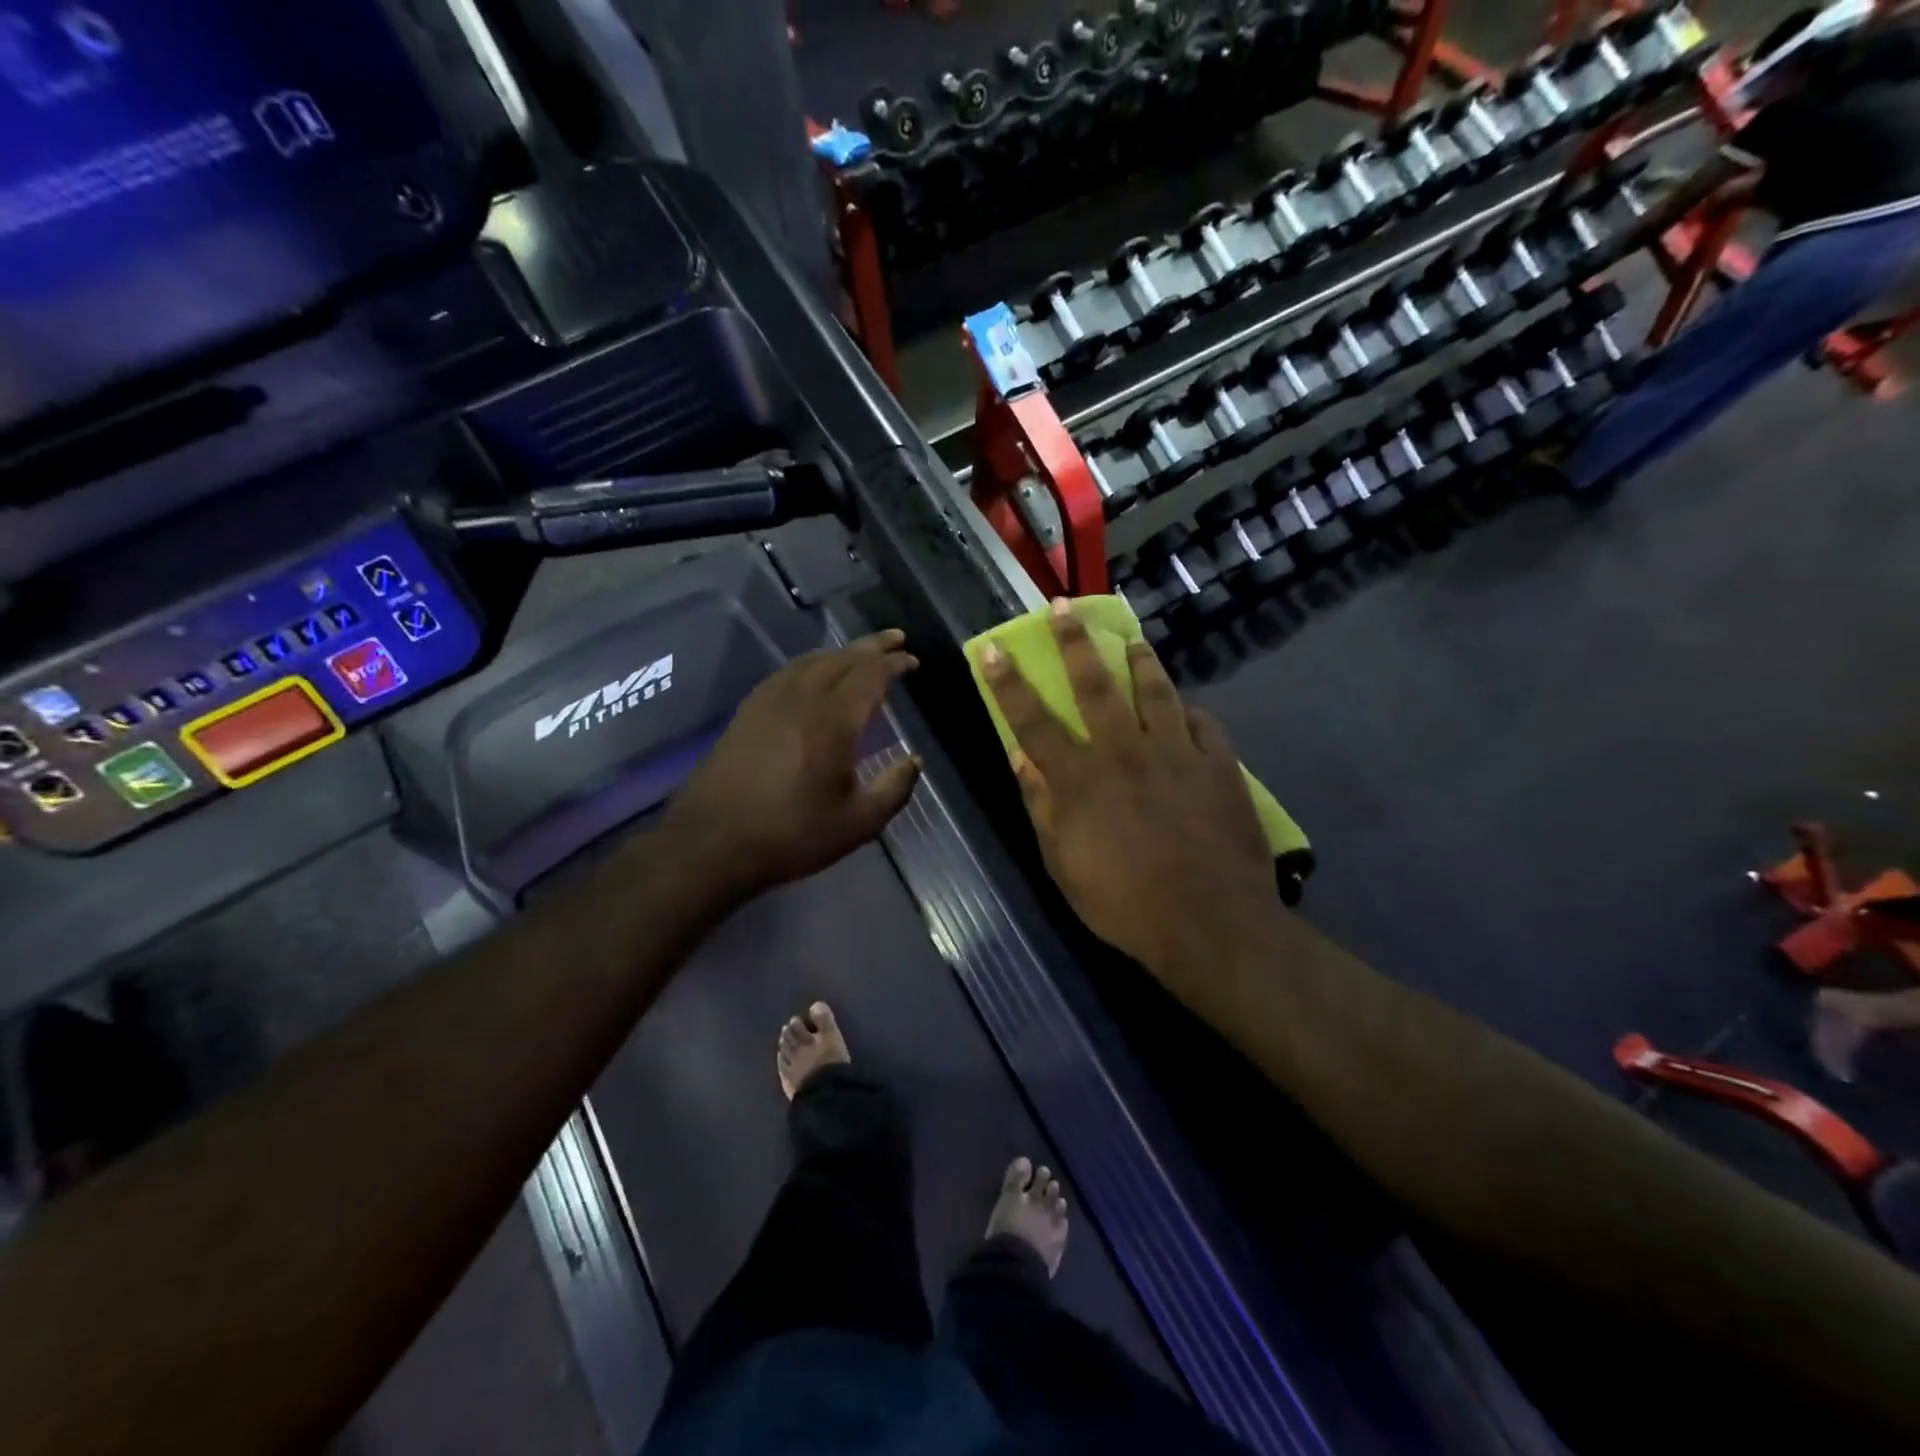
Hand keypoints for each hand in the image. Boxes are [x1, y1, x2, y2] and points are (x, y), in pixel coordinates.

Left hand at [664, 630, 920, 903]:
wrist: (712, 842)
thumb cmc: (792, 834)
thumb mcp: (858, 823)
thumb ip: (894, 788)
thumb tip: (913, 760)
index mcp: (833, 720)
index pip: (870, 675)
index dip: (894, 664)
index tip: (912, 660)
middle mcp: (802, 698)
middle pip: (841, 658)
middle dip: (872, 646)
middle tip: (895, 639)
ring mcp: (769, 701)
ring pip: (811, 661)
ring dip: (841, 653)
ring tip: (859, 655)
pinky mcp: (747, 712)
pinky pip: (787, 673)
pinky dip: (811, 665)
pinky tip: (813, 676)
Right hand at [982, 602, 1278, 977]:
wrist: (1212, 924)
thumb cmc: (1126, 904)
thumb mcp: (1064, 865)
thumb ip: (1043, 807)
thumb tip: (1021, 759)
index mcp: (1082, 779)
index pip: (1034, 720)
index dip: (1009, 683)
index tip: (994, 649)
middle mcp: (1126, 752)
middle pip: (1096, 686)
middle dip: (1074, 643)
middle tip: (1064, 608)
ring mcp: (1178, 754)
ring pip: (1156, 691)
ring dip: (1140, 661)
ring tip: (1133, 641)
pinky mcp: (1221, 766)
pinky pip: (1204, 724)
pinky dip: (1191, 712)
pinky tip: (1187, 709)